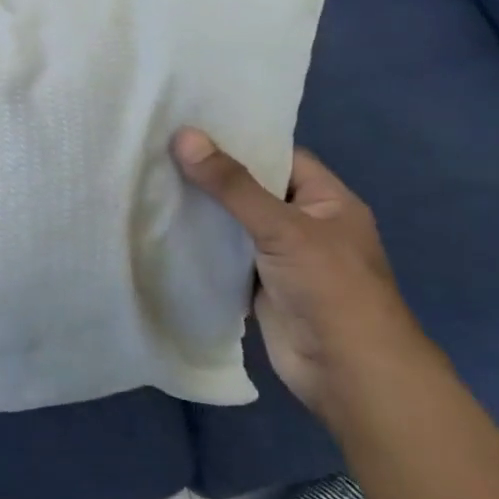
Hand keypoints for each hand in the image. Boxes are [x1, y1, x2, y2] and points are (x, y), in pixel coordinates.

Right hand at [171, 128, 437, 421]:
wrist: (348, 372)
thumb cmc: (330, 288)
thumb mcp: (282, 227)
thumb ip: (231, 185)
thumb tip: (184, 135)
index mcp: (326, 201)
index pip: (279, 156)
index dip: (239, 140)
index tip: (191, 125)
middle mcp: (304, 224)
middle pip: (251, 189)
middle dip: (211, 174)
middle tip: (158, 148)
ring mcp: (280, 257)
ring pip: (234, 223)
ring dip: (201, 210)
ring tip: (150, 179)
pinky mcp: (258, 285)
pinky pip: (224, 255)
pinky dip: (199, 244)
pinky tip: (161, 225)